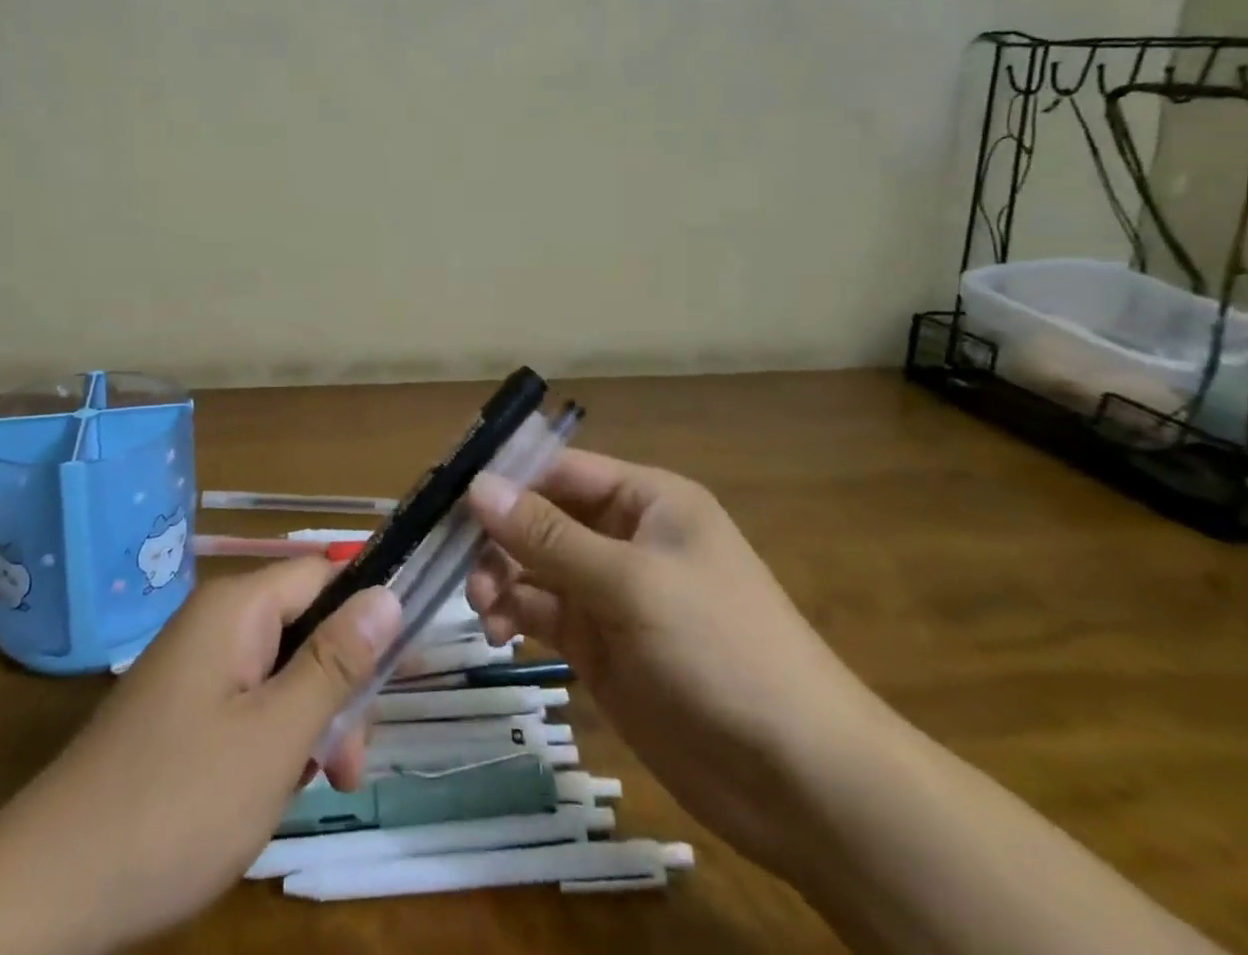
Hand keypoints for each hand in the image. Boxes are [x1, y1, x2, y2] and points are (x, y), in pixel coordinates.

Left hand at [27, 558, 398, 947]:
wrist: (51, 888)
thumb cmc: (178, 803)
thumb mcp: (276, 735)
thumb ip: (335, 662)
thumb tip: (387, 593)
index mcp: (237, 607)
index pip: (323, 574)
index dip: (369, 610)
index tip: (402, 670)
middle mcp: (216, 622)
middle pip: (305, 625)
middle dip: (339, 686)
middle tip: (349, 764)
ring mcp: (196, 666)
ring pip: (281, 670)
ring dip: (311, 721)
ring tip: (317, 786)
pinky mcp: (183, 708)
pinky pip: (250, 700)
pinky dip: (275, 738)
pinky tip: (274, 789)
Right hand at [465, 449, 890, 877]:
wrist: (799, 779)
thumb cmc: (721, 649)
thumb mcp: (632, 583)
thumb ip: (549, 536)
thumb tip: (477, 485)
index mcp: (645, 499)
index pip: (560, 469)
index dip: (506, 475)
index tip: (448, 492)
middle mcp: (623, 536)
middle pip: (539, 517)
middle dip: (498, 536)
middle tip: (460, 565)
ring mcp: (609, 592)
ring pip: (533, 565)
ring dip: (500, 577)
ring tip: (484, 607)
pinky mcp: (598, 643)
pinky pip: (541, 610)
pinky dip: (513, 613)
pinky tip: (499, 632)